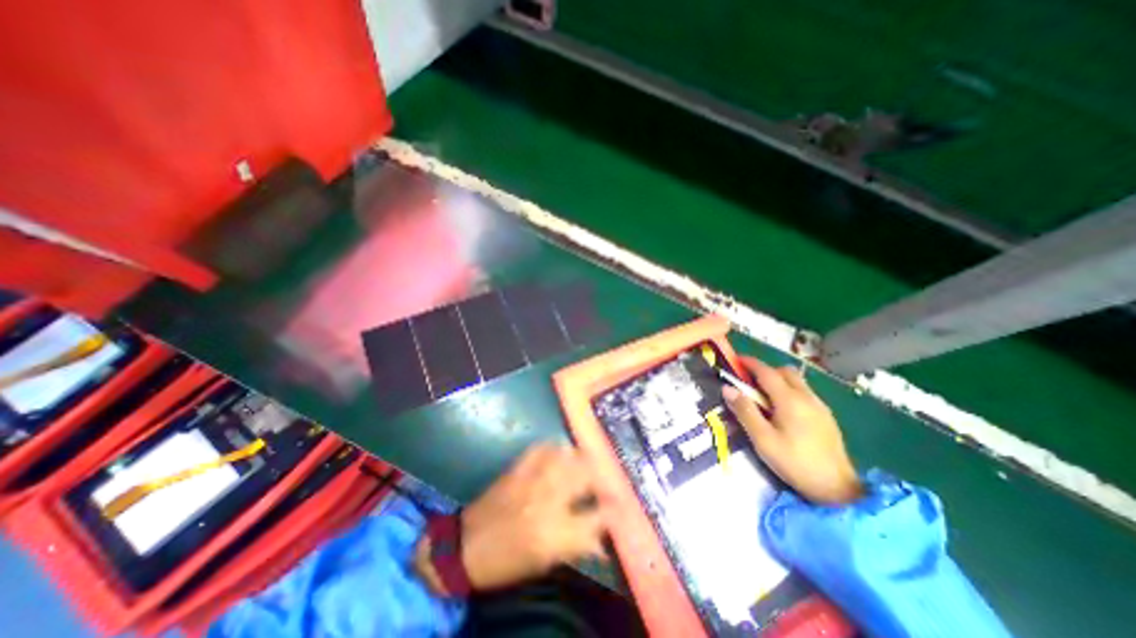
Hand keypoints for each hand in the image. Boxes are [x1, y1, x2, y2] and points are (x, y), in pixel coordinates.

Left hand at [456, 444, 607, 588]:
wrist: (465, 546)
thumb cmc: (506, 561)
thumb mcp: (543, 563)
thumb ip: (576, 547)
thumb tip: (601, 541)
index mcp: (555, 534)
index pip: (596, 518)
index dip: (612, 510)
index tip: (619, 505)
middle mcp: (547, 501)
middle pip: (585, 478)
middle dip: (601, 475)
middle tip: (607, 475)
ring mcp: (532, 479)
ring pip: (567, 457)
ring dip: (581, 457)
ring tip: (589, 458)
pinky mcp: (517, 467)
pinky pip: (542, 448)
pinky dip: (555, 446)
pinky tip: (562, 448)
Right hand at [727, 357, 860, 505]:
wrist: (838, 490)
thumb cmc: (795, 463)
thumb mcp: (762, 439)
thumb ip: (745, 411)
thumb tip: (728, 388)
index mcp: (790, 400)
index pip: (766, 372)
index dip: (750, 363)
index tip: (735, 359)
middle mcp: (807, 396)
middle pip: (784, 371)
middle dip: (765, 370)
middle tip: (748, 381)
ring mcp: (819, 405)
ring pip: (796, 380)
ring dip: (778, 379)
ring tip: (763, 395)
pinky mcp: (826, 416)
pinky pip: (804, 392)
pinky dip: (789, 390)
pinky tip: (782, 410)